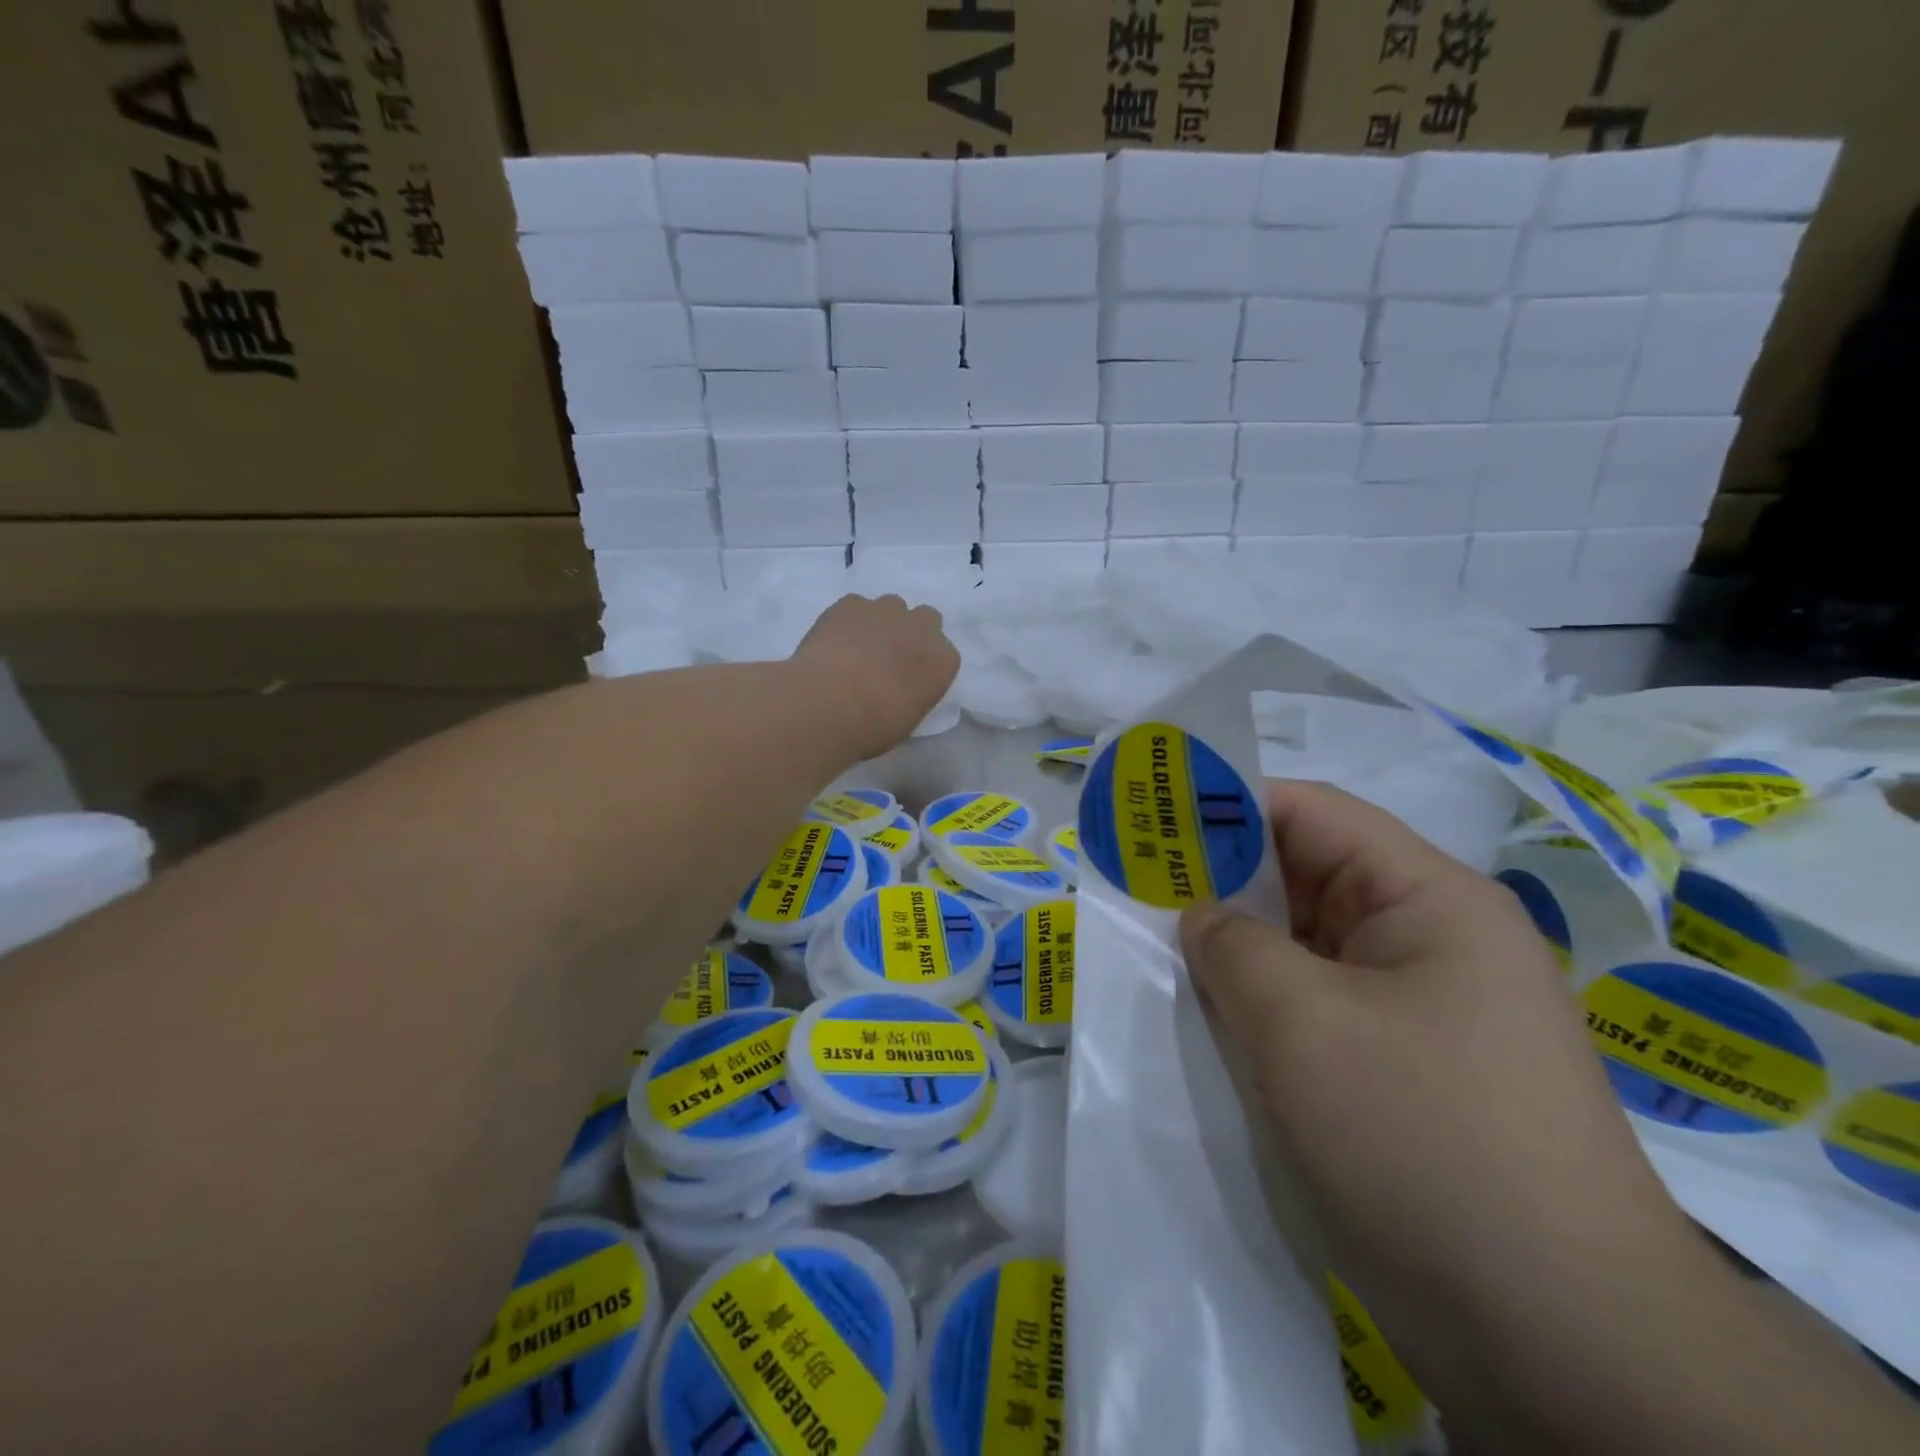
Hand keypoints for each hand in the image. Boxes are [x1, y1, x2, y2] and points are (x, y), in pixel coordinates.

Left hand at [792, 595, 958, 759]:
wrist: (829, 704)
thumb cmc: (874, 726)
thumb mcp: (908, 718)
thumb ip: (914, 693)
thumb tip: (900, 688)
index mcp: (943, 662)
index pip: (944, 655)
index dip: (925, 664)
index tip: (910, 678)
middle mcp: (922, 628)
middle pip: (925, 619)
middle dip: (911, 633)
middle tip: (888, 657)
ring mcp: (887, 610)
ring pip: (891, 606)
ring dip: (881, 622)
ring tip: (857, 648)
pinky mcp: (851, 603)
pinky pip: (855, 606)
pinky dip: (848, 620)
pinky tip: (834, 642)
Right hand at [1180, 781, 1697, 1402]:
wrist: (1562, 1343)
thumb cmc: (1423, 1140)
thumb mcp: (1302, 1024)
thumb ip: (1233, 946)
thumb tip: (1201, 915)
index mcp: (1431, 900)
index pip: (1313, 814)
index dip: (1229, 807)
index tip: (1153, 824)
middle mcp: (1434, 940)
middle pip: (1311, 877)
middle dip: (1225, 882)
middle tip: (1140, 892)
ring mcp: (1425, 1010)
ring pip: (1311, 948)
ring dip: (1241, 949)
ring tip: (1162, 954)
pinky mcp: (1409, 1070)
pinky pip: (1321, 1007)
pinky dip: (1265, 1003)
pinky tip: (1213, 1020)